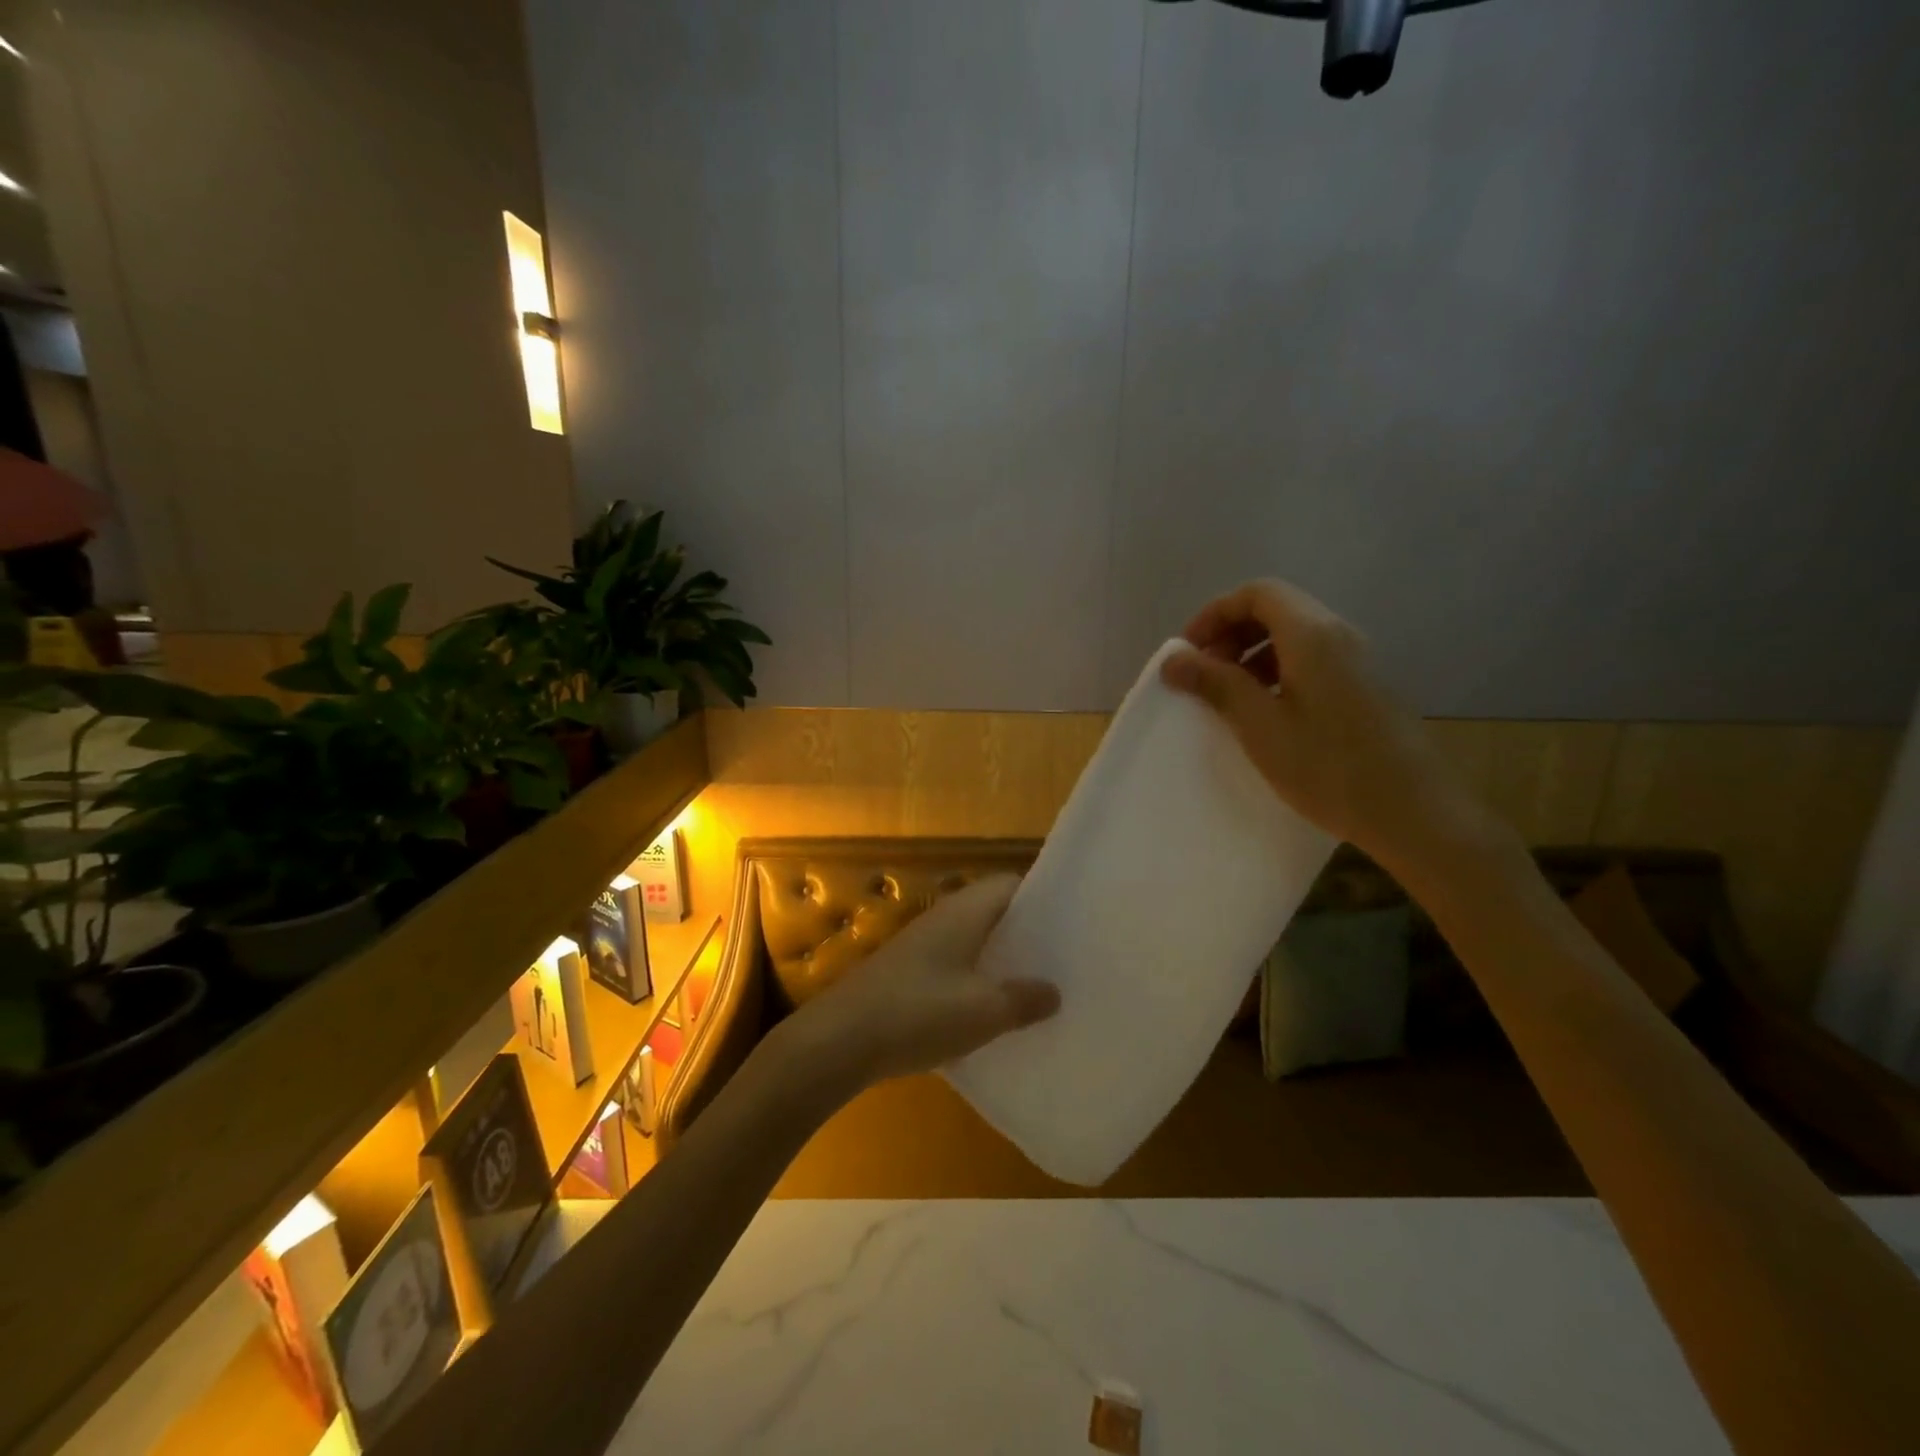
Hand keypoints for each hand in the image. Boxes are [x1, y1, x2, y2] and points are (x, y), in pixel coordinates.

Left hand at [783, 876, 1059, 1092]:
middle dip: (1027, 935)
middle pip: (995, 914)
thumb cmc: (918, 1013)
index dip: (1044, 898)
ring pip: (975, 943)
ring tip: (1039, 988)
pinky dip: (978, 982)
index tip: (1074, 922)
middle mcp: (944, 918)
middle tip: (1065, 960)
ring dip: (1002, 962)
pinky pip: (956, 967)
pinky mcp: (909, 974)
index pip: (1012, 884)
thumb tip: (1054, 991)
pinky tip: (993, 1014)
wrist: (839, 1041)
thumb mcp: (983, 1011)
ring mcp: (923, 946)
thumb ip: (1023, 999)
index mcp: (965, 911)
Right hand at [1161, 579, 1508, 876]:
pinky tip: (1266, 713)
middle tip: (1203, 674)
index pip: (1257, 593)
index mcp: (1313, 635)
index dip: (1214, 614)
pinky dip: (1277, 672)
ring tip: (1229, 696)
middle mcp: (1339, 635)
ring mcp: (1358, 661)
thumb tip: (1174, 658)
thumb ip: (1216, 685)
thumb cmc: (1329, 767)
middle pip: (1275, 609)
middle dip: (1231, 633)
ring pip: (1294, 636)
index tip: (1188, 653)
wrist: (1415, 813)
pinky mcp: (1365, 687)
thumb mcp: (1261, 727)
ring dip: (1252, 654)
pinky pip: (1312, 660)